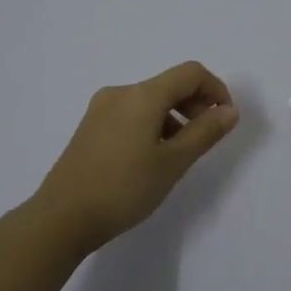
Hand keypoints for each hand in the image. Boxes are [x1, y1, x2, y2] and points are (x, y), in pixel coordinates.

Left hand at [33, 61, 239, 252]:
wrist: (62, 218)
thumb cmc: (124, 188)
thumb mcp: (173, 162)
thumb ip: (205, 132)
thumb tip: (229, 110)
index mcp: (142, 95)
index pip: (190, 73)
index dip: (216, 89)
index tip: (225, 120)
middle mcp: (120, 93)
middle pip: (169, 84)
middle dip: (196, 103)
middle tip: (207, 137)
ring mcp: (101, 109)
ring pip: (150, 101)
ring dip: (175, 117)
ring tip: (180, 154)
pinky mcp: (90, 128)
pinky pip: (132, 114)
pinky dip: (153, 125)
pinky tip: (153, 158)